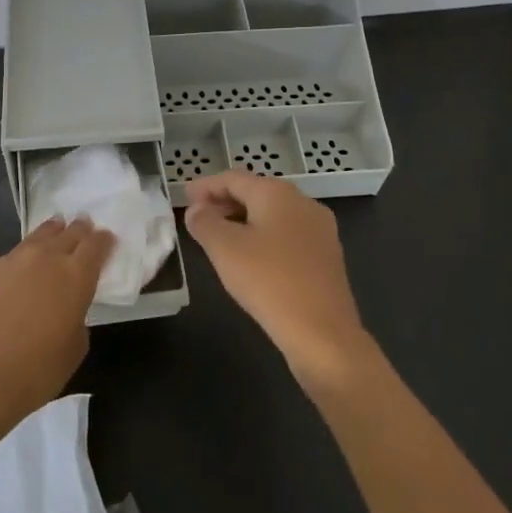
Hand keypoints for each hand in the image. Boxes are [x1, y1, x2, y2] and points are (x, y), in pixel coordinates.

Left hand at [0, 210, 113, 429]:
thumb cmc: (37, 371)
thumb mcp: (75, 348)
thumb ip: (76, 318)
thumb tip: (66, 308)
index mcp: (75, 276)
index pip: (95, 246)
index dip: (103, 240)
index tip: (107, 238)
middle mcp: (45, 258)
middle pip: (67, 234)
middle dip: (79, 229)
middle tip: (83, 225)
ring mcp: (9, 261)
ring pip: (34, 236)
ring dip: (48, 229)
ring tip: (55, 223)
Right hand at [184, 171, 374, 388]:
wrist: (323, 333)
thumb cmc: (268, 281)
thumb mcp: (224, 249)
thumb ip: (204, 222)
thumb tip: (197, 210)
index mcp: (277, 193)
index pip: (233, 179)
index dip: (205, 186)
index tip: (184, 197)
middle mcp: (303, 203)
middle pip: (256, 193)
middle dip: (224, 202)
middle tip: (198, 216)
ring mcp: (320, 230)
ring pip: (272, 215)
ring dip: (243, 220)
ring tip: (219, 237)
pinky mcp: (327, 256)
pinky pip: (287, 235)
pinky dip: (263, 237)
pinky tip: (250, 258)